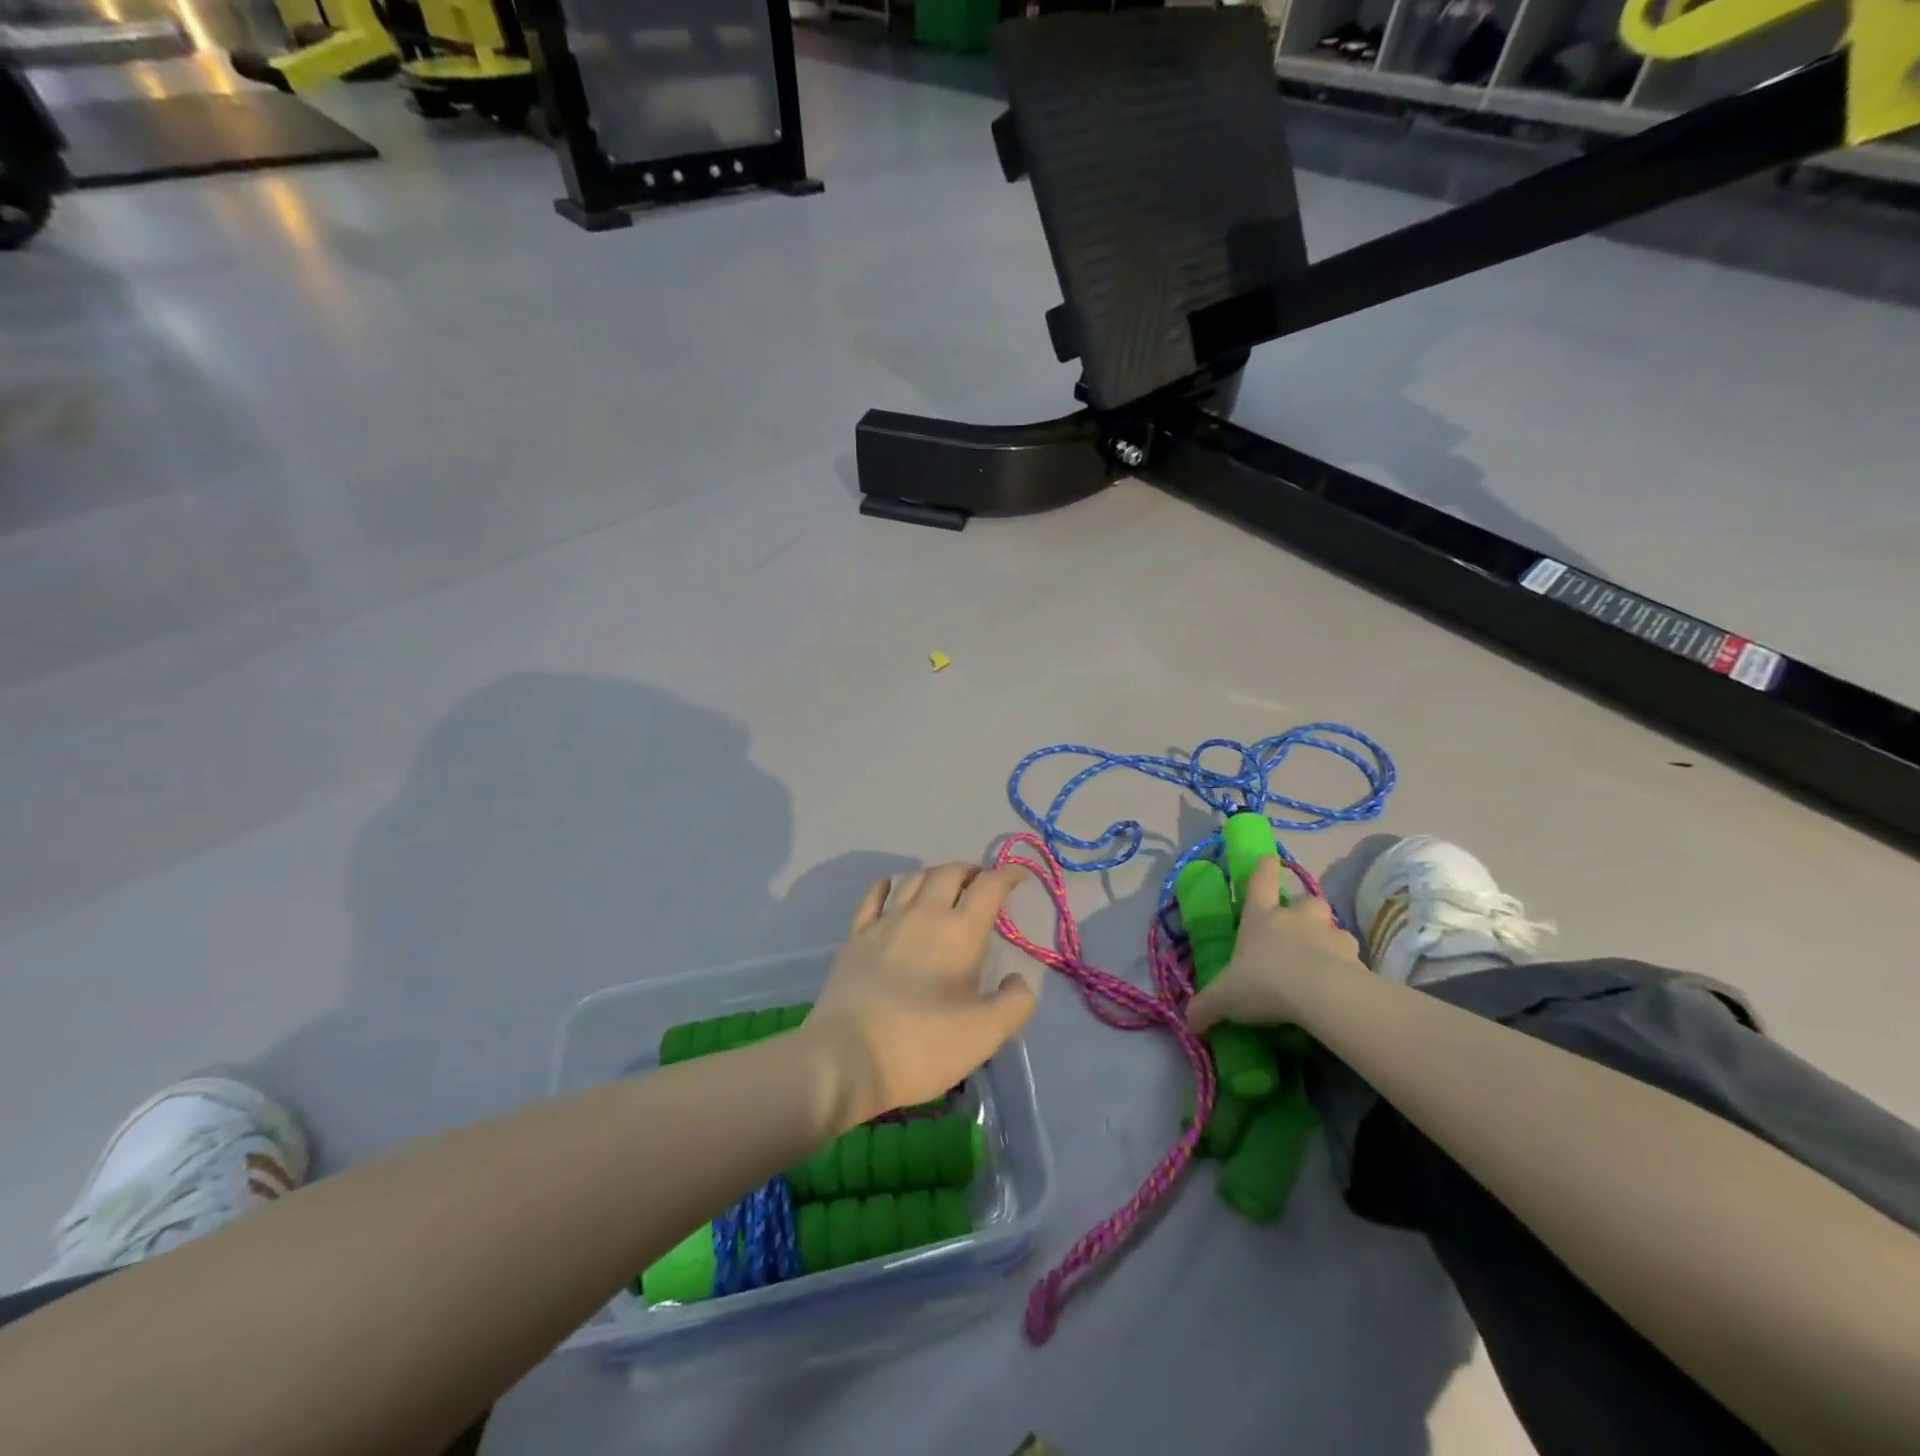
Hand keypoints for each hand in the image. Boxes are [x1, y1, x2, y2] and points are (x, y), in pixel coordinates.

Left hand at [805, 863, 1036, 1125]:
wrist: (846, 1059)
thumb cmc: (923, 1045)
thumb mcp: (985, 1034)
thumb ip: (1015, 1002)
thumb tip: (1019, 979)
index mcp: (960, 932)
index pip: (989, 887)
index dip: (1007, 875)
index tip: (1018, 877)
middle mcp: (923, 914)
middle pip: (950, 873)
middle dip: (971, 871)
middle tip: (982, 883)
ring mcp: (885, 922)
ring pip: (914, 878)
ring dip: (936, 875)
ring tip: (945, 886)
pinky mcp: (856, 936)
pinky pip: (875, 895)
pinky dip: (890, 884)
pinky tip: (893, 888)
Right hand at [1186, 857, 1363, 1033]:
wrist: (1320, 995)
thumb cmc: (1264, 982)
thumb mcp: (1225, 997)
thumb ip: (1207, 1007)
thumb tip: (1188, 1021)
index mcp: (1261, 917)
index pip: (1261, 880)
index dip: (1264, 868)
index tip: (1269, 858)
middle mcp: (1296, 918)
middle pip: (1307, 901)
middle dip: (1305, 912)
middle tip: (1300, 931)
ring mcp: (1330, 934)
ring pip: (1333, 929)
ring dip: (1329, 941)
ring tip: (1323, 964)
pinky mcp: (1356, 959)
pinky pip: (1353, 959)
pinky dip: (1349, 969)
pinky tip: (1342, 988)